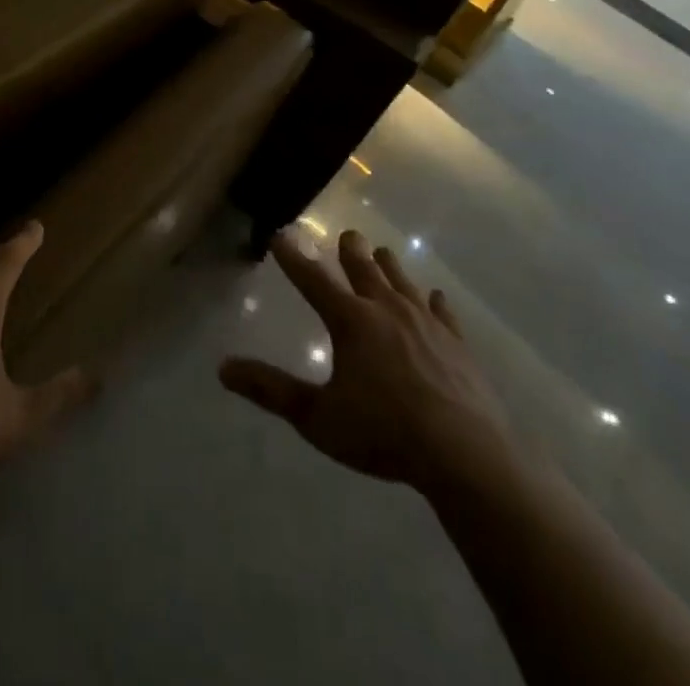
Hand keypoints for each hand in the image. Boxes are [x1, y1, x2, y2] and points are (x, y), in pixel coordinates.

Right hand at [220, 230, 521, 502]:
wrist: (465, 455)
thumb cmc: (384, 434)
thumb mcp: (318, 417)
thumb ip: (271, 390)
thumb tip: (223, 368)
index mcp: (350, 320)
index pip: (312, 278)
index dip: (292, 256)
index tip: (279, 235)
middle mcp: (386, 309)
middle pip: (364, 267)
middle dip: (350, 249)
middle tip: (346, 236)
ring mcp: (426, 323)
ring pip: (402, 280)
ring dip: (388, 266)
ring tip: (382, 254)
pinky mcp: (457, 343)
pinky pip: (443, 312)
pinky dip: (435, 302)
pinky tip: (436, 298)